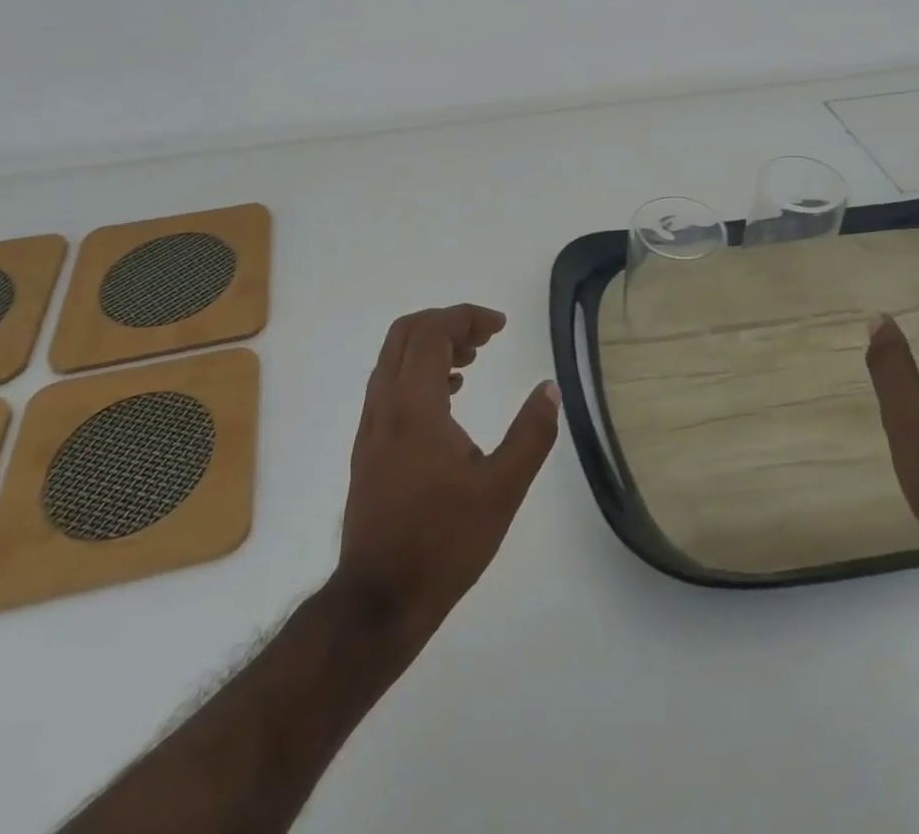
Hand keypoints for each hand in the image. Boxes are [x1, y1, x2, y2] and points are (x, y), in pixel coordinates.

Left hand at [336, 304, 558, 646]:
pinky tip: (450, 397)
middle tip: (485, 337)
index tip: (500, 326)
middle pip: (406, 334)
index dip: (466, 317)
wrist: (379, 600)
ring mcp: (370, 427)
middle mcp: (385, 406)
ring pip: (394, 359)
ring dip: (432, 346)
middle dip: (447, 323)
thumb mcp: (502, 490)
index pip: (432, 333)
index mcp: (414, 407)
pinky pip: (390, 385)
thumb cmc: (443, 543)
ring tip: (473, 361)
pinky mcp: (368, 448)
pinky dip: (419, 372)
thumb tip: (550, 389)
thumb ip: (531, 435)